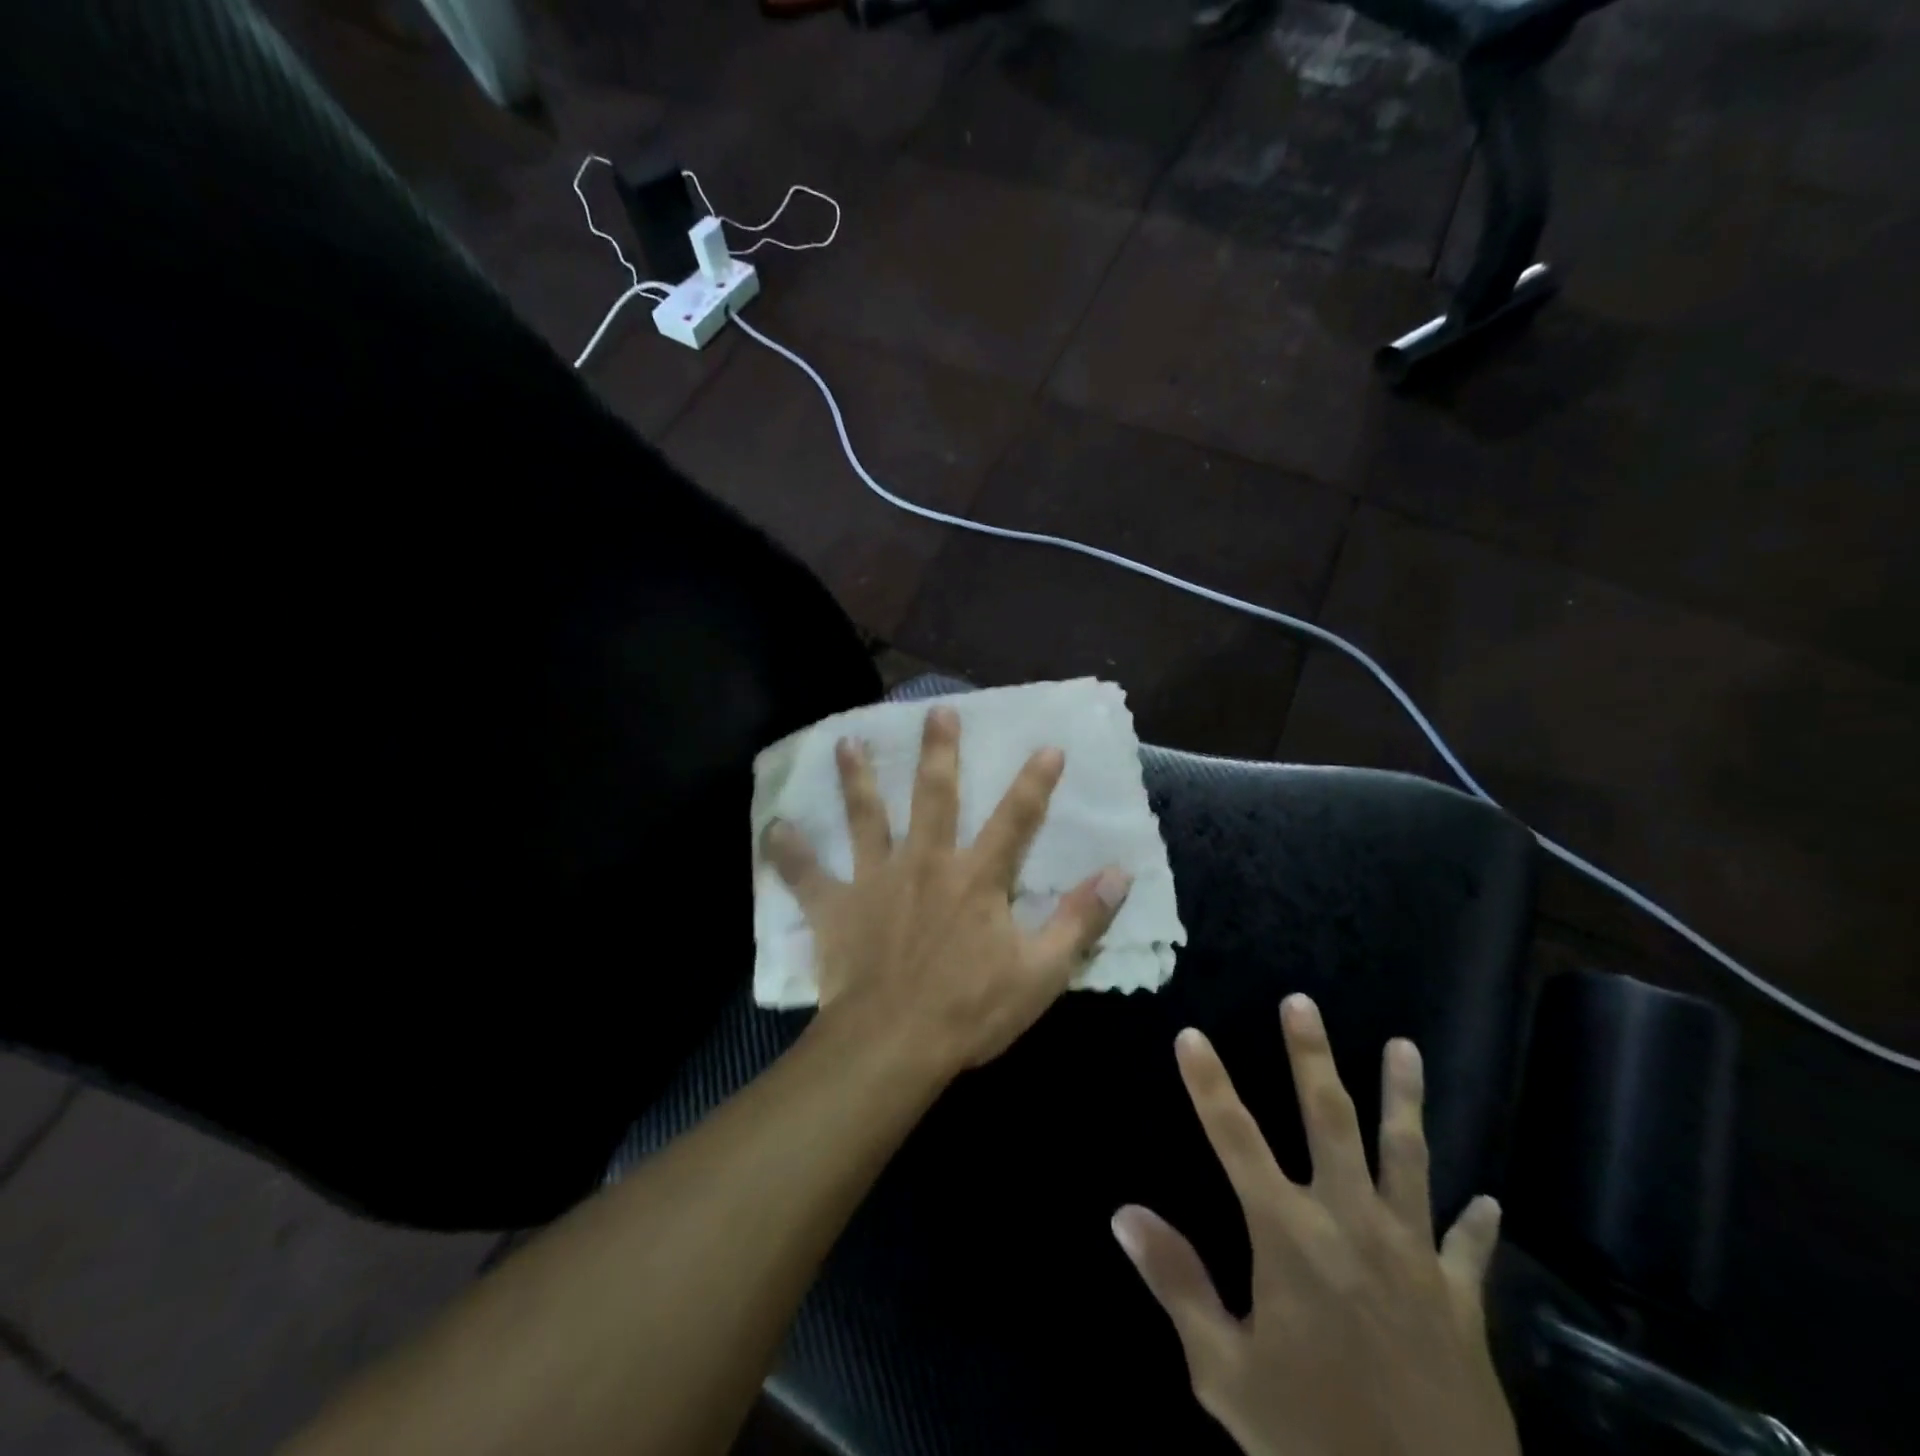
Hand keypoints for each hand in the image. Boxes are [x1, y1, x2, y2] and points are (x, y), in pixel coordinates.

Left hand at [763, 705, 1132, 1074]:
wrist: (894, 1043)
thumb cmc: (971, 1009)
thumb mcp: (1041, 972)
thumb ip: (1080, 920)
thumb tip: (1119, 873)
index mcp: (976, 877)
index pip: (1015, 818)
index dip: (1034, 782)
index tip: (1047, 745)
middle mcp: (926, 862)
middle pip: (934, 795)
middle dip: (938, 751)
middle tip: (935, 710)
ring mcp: (876, 879)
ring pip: (866, 817)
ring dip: (857, 778)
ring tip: (846, 742)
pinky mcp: (837, 906)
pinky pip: (807, 874)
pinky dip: (789, 851)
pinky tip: (773, 827)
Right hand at [1112, 995, 1517, 1455]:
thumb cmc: (1316, 1442)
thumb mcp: (1226, 1374)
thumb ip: (1177, 1284)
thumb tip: (1123, 1213)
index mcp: (1289, 1236)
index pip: (1234, 1139)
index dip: (1208, 1084)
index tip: (1190, 1034)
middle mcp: (1351, 1223)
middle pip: (1329, 1120)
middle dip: (1310, 1057)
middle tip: (1302, 1003)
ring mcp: (1413, 1256)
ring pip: (1407, 1157)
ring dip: (1404, 1099)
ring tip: (1405, 1046)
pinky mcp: (1460, 1300)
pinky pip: (1468, 1249)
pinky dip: (1477, 1224)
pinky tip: (1489, 1199)